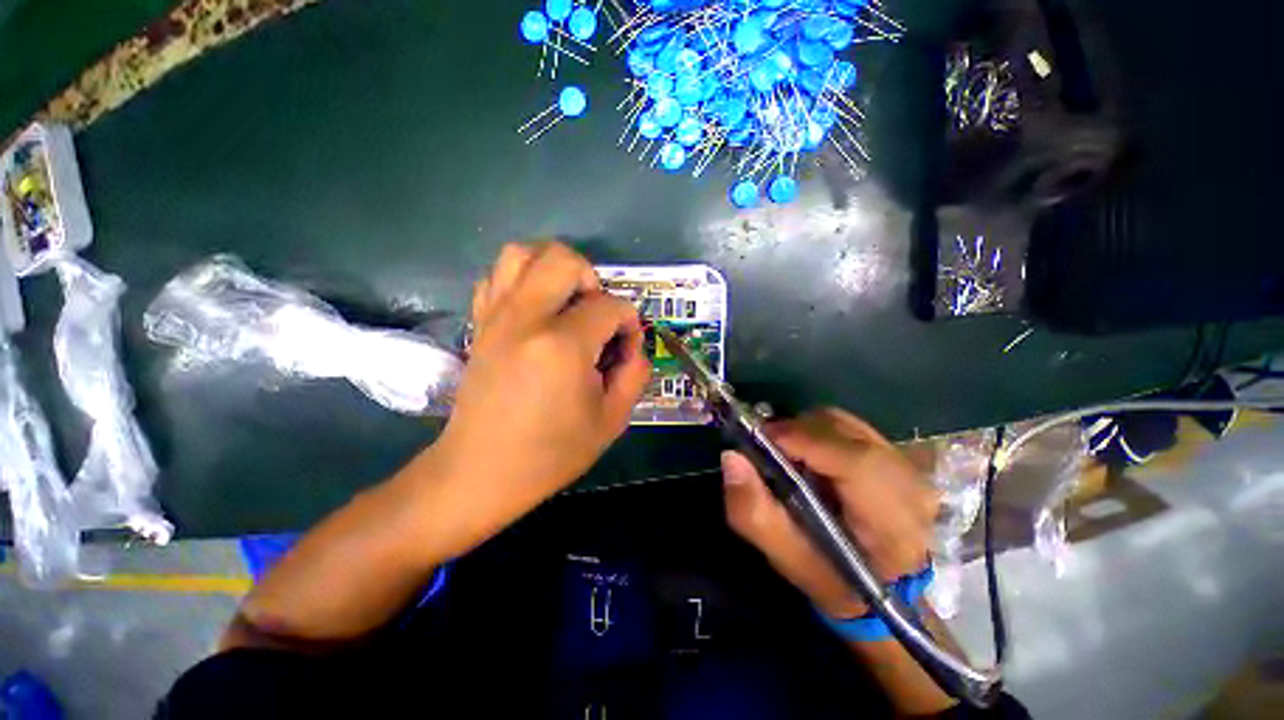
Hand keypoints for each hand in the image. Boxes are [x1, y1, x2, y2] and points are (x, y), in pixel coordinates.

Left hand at [432, 242, 650, 531]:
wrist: (481, 472)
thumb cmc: (550, 453)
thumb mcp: (612, 421)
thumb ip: (635, 373)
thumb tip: (633, 344)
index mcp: (562, 345)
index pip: (610, 306)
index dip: (628, 323)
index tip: (626, 348)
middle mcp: (525, 318)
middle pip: (564, 259)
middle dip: (592, 279)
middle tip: (596, 315)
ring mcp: (496, 316)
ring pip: (522, 253)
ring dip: (554, 269)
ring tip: (567, 303)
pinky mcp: (480, 324)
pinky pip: (498, 276)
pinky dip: (522, 280)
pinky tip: (536, 310)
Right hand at [722, 408, 937, 618]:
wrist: (883, 589)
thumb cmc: (832, 579)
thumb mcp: (785, 556)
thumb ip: (752, 510)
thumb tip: (731, 456)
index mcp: (891, 523)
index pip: (851, 460)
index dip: (800, 440)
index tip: (761, 440)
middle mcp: (910, 485)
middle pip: (842, 430)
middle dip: (795, 432)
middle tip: (767, 448)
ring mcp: (910, 466)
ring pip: (842, 423)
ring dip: (806, 431)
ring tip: (787, 453)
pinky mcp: (900, 456)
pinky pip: (849, 426)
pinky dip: (820, 431)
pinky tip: (810, 453)